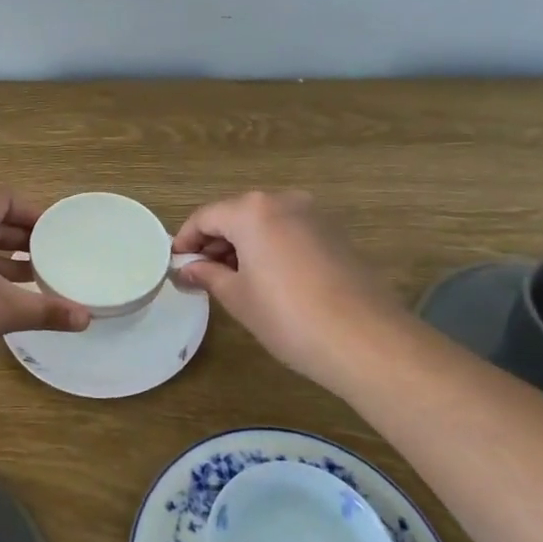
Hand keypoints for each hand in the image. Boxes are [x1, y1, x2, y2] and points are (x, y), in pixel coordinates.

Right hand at [174, 190, 403, 384]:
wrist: (366, 341)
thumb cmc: (288, 317)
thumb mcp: (238, 297)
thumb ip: (208, 275)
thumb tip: (186, 268)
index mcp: (252, 210)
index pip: (206, 216)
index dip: (186, 239)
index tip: (176, 262)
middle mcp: (283, 201)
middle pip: (236, 215)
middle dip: (216, 242)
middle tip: (201, 274)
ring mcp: (314, 215)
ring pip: (265, 222)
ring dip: (244, 245)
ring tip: (233, 280)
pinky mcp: (336, 234)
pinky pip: (290, 232)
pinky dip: (271, 247)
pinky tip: (269, 280)